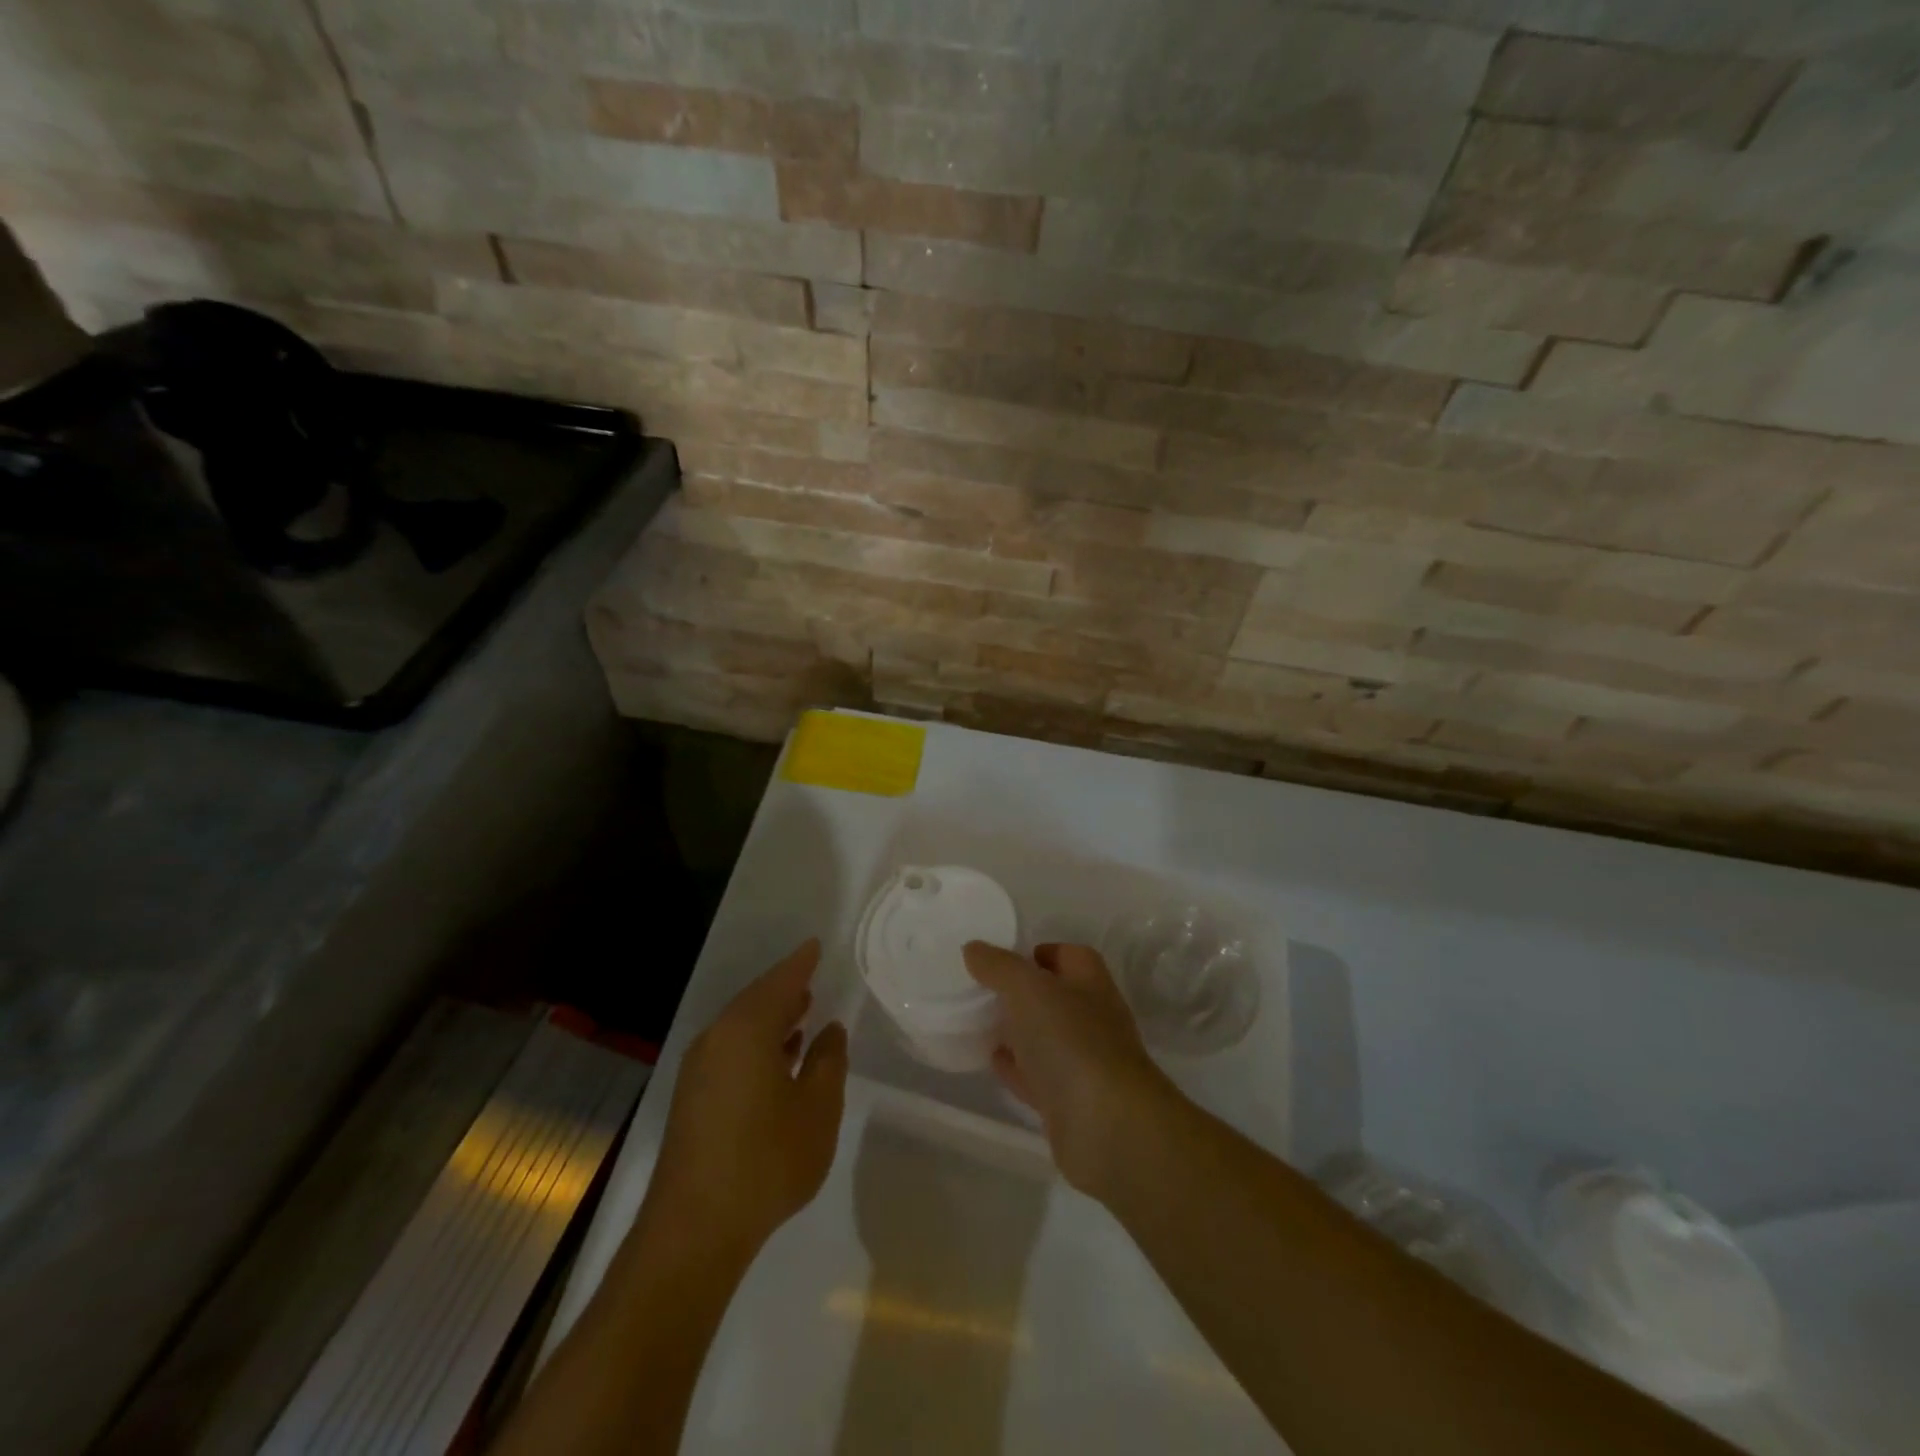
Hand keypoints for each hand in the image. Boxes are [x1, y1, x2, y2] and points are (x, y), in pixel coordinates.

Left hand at [645, 939, 848, 1261]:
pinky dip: (757, 1044)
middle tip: (812, 978)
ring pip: (742, 1028)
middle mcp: (717, 1039)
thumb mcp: (817, 1109)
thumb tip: (829, 1031)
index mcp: (747, 1030)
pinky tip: (779, 1061)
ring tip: (803, 1014)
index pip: (780, 982)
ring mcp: (699, 1070)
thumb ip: (828, 1062)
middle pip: (756, 1001)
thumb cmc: (766, 1160)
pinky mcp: (692, 1098)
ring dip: (772, 1019)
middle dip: (786, 990)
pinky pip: (731, 1051)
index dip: (801, 963)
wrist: (694, 1230)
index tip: (816, 945)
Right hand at [963, 941, 1177, 1195]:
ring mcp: (1085, 1062)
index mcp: (1090, 983)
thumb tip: (974, 948)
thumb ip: (999, 966)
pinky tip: (993, 1061)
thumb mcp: (1028, 989)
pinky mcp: (1072, 1102)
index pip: (1068, 955)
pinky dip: (1017, 1067)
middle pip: (1056, 997)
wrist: (1107, 1126)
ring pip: (1046, 1038)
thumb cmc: (1071, 1041)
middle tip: (982, 991)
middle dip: (1022, 994)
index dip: (1038, 953)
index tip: (1000, 960)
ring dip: (1019, 1031)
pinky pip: (1039, 1076)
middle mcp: (1094, 1018)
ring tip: (980, 1023)